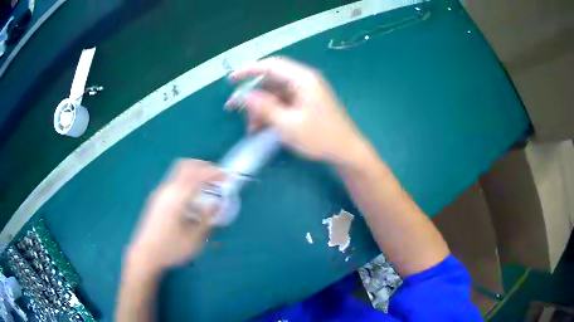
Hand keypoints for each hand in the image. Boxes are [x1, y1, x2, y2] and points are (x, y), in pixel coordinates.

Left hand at [125, 159, 223, 274]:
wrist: (145, 254)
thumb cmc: (170, 248)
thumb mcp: (194, 238)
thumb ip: (206, 219)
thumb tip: (216, 204)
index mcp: (177, 197)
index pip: (197, 174)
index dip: (214, 173)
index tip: (227, 178)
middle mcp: (167, 190)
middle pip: (186, 166)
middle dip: (203, 167)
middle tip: (217, 176)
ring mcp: (160, 193)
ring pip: (179, 173)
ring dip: (195, 174)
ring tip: (208, 186)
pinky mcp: (157, 200)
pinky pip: (175, 182)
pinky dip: (187, 181)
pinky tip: (192, 198)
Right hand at [226, 57, 369, 167]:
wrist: (346, 152)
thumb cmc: (320, 138)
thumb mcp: (288, 125)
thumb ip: (265, 108)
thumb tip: (245, 96)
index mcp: (303, 79)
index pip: (271, 66)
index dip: (249, 69)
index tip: (231, 79)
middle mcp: (304, 81)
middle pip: (271, 80)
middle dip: (252, 95)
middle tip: (233, 109)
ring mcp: (306, 93)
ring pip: (275, 94)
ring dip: (260, 108)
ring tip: (251, 128)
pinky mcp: (306, 104)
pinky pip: (282, 103)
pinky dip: (270, 113)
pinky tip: (262, 127)